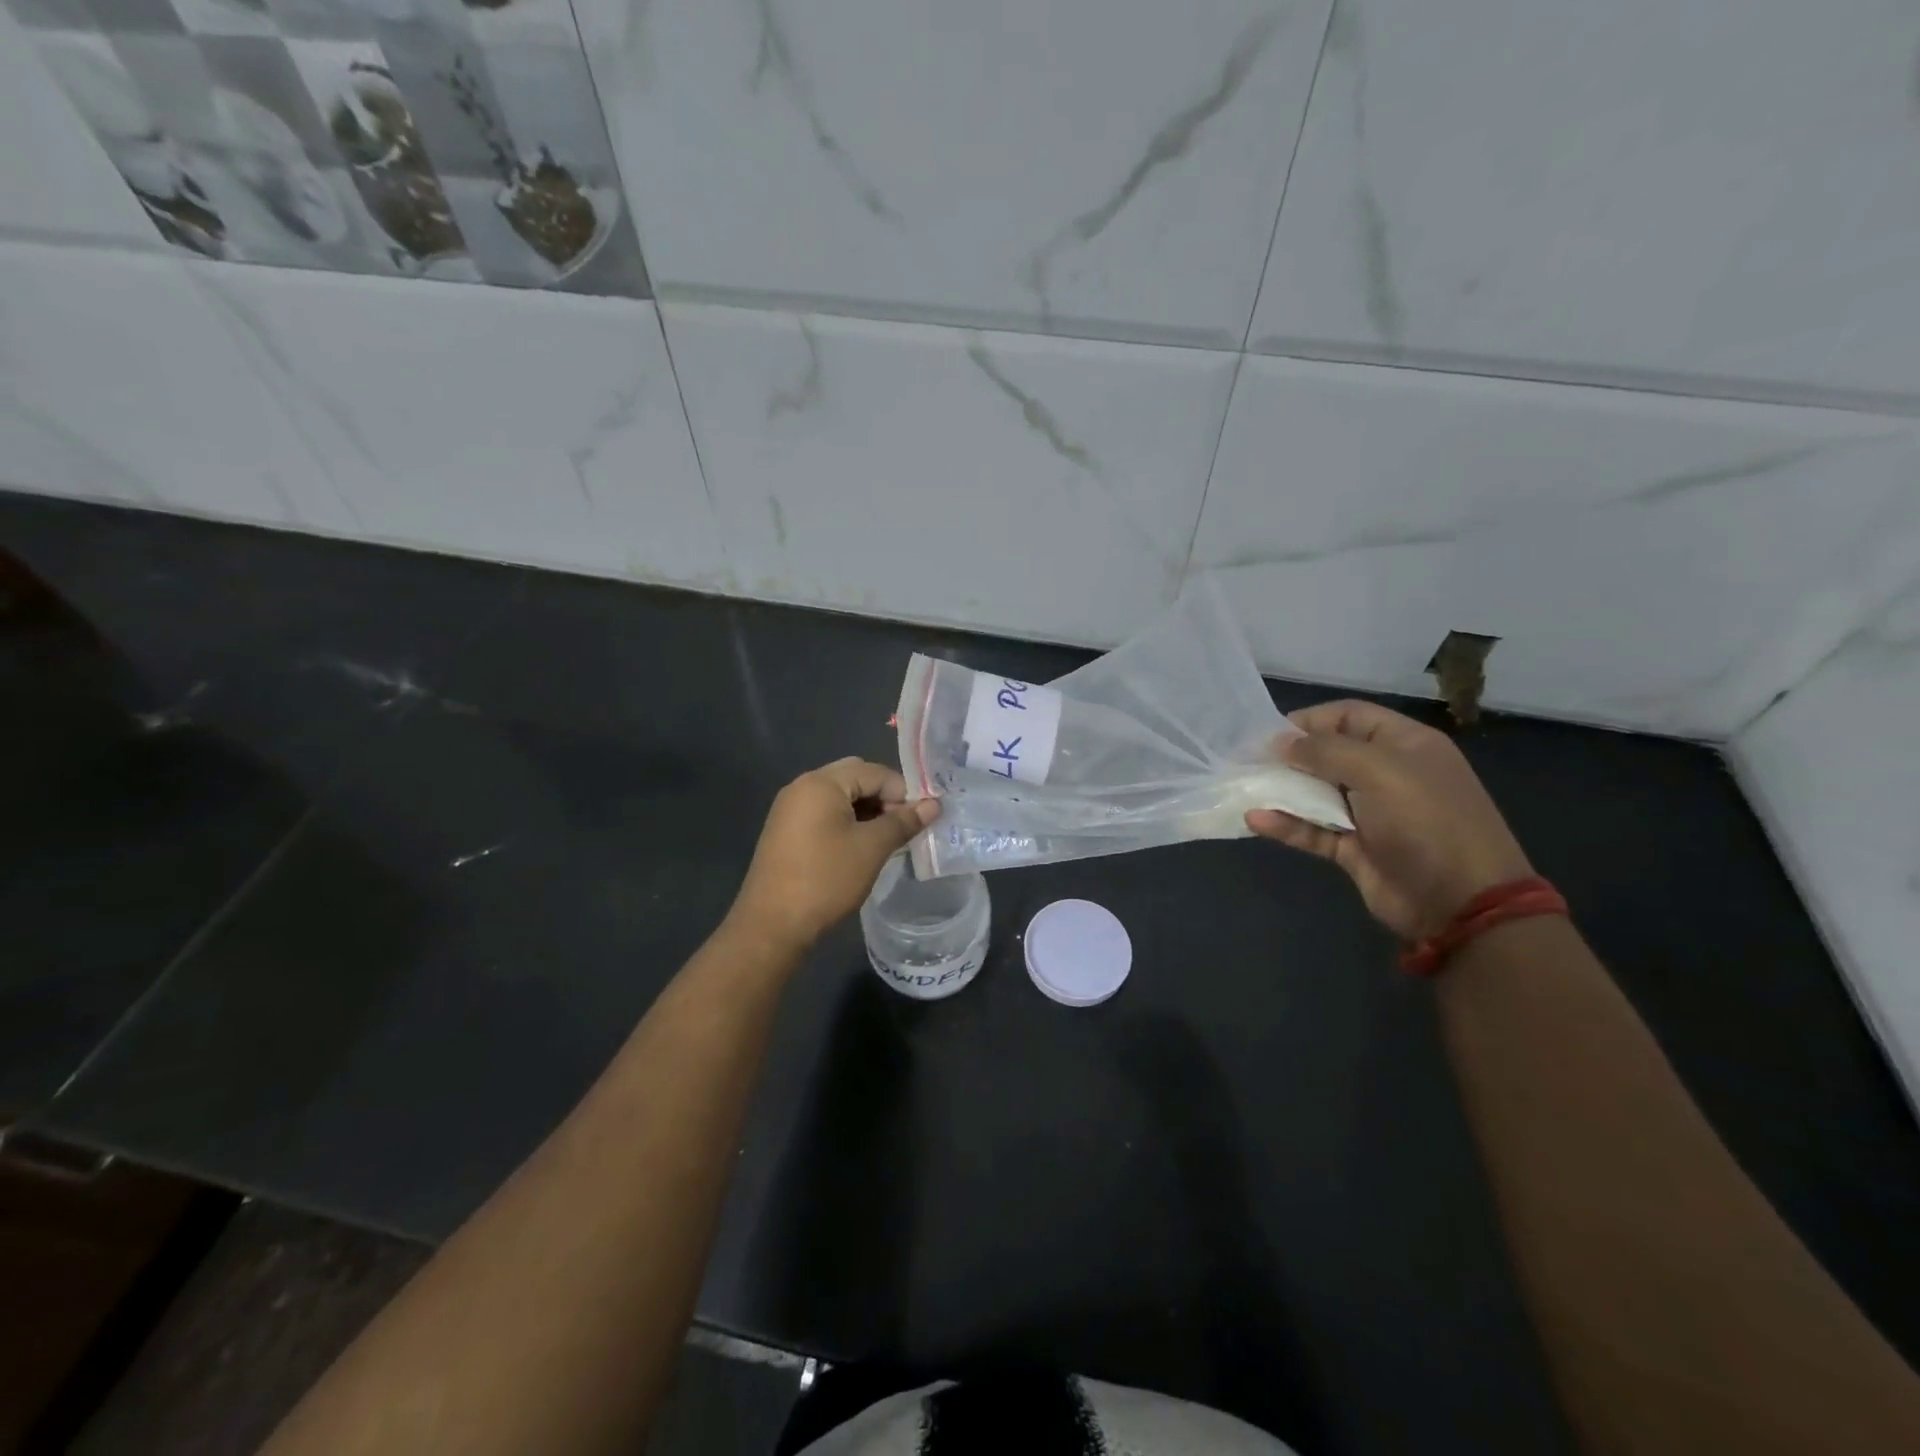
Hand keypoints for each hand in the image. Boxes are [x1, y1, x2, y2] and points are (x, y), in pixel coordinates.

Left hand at [728, 757, 939, 954]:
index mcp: (821, 783)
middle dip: (884, 798)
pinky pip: (824, 813)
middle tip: (902, 828)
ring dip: (867, 811)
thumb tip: (934, 804)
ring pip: (840, 797)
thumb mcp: (871, 848)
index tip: (918, 822)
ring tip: (885, 841)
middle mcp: (802, 786)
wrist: (772, 925)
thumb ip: (903, 822)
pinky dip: (847, 822)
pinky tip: (859, 848)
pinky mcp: (785, 831)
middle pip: (855, 778)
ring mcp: (790, 809)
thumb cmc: (826, 880)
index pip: (874, 772)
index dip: (902, 793)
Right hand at [1246, 700, 1532, 940]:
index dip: (1311, 720)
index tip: (1270, 733)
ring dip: (1281, 790)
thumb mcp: (1379, 771)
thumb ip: (1326, 751)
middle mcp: (1386, 774)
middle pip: (1328, 754)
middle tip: (1247, 761)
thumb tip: (1280, 742)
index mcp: (1404, 745)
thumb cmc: (1426, 821)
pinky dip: (1285, 824)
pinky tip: (1256, 820)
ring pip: (1315, 793)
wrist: (1460, 903)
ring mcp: (1369, 814)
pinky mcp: (1353, 848)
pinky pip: (1312, 830)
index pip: (1350, 716)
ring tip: (1244, 788)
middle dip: (1288, 756)